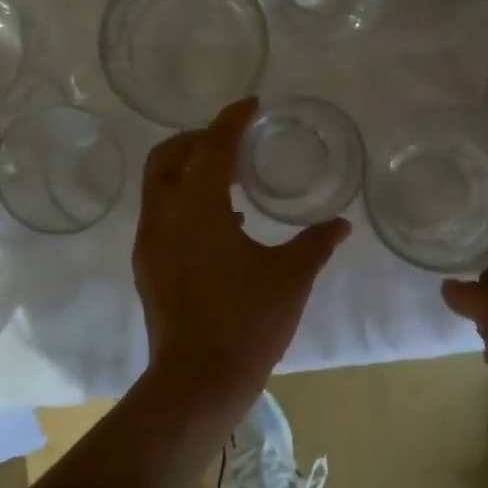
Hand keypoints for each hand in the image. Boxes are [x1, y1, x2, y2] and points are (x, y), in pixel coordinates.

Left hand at [133, 97, 350, 411]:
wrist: (197, 382)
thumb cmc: (247, 323)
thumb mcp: (291, 278)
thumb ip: (316, 243)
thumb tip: (341, 224)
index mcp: (197, 209)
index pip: (211, 147)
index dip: (231, 120)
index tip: (251, 105)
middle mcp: (164, 217)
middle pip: (168, 157)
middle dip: (198, 139)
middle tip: (234, 141)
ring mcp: (149, 244)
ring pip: (159, 187)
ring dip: (189, 171)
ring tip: (231, 179)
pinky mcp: (147, 267)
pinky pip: (161, 215)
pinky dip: (185, 202)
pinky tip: (221, 225)